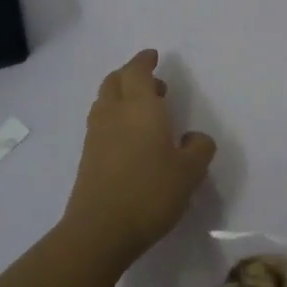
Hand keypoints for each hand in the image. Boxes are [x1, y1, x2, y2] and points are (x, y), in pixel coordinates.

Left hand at [63, 49, 216, 264]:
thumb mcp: (190, 172)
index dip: (144, 61)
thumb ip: (199, 148)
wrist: (100, 230)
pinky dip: (114, 119)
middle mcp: (114, 113)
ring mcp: (96, 135)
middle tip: (154, 85)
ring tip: (143, 113)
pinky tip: (130, 140)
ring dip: (121, 97)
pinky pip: (101, 124)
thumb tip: (194, 138)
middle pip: (115, 81)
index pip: (137, 71)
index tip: (153, 56)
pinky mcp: (88, 157)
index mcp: (140, 107)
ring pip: (105, 102)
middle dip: (132, 76)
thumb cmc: (150, 192)